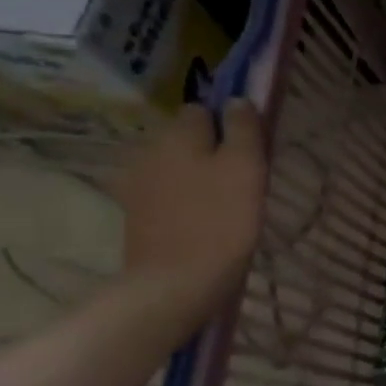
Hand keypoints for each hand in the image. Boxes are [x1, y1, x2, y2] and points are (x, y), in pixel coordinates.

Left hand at [117, 100, 267, 325]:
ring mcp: (137, 186)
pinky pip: (166, 195)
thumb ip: (243, 127)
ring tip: (223, 203)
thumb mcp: (246, 166)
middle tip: (241, 179)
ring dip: (195, 177)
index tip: (249, 149)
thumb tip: (236, 100)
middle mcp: (149, 151)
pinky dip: (183, 202)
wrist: (176, 284)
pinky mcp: (136, 217)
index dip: (228, 125)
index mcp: (177, 134)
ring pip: (175, 167)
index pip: (203, 110)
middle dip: (210, 150)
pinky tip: (201, 222)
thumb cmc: (221, 220)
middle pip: (186, 139)